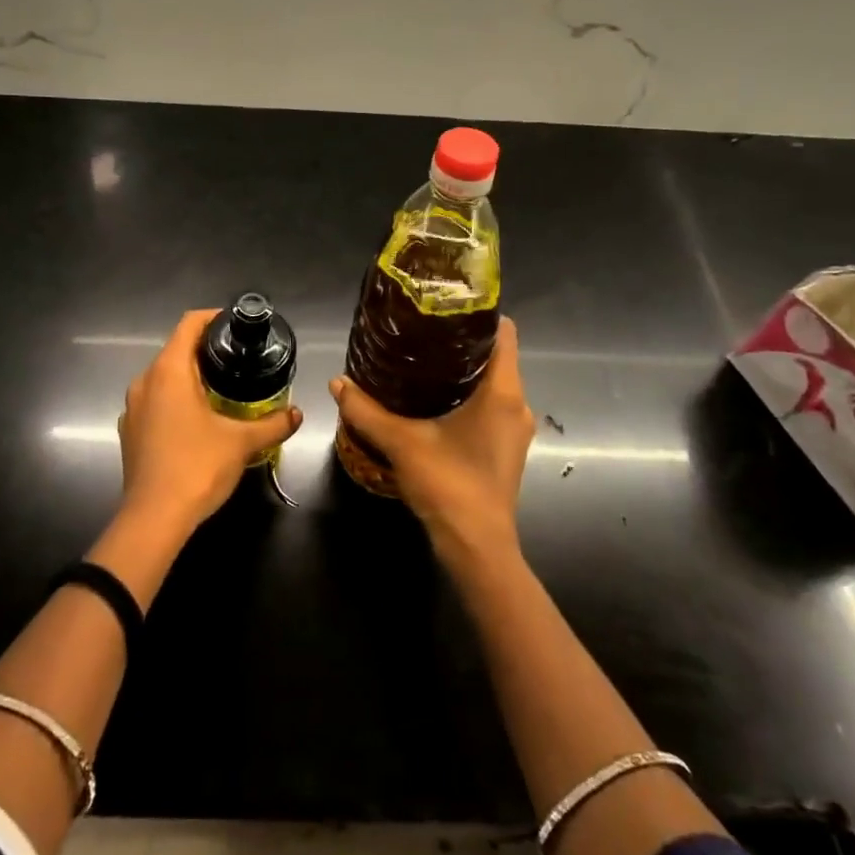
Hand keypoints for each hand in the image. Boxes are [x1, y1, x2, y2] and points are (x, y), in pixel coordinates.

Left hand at [119, 309, 301, 534]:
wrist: (153, 519)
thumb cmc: (196, 467)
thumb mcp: (241, 443)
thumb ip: (273, 424)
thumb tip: (298, 414)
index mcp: (168, 371)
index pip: (189, 324)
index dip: (213, 318)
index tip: (237, 326)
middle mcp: (145, 381)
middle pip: (176, 350)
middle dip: (206, 350)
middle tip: (239, 360)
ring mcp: (133, 407)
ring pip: (164, 377)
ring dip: (190, 377)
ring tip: (223, 388)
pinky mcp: (129, 430)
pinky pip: (155, 401)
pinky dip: (176, 400)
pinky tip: (198, 420)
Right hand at [330, 317, 533, 566]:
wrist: (478, 549)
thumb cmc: (450, 485)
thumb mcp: (402, 442)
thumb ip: (366, 411)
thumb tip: (336, 382)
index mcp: (503, 392)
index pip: (503, 333)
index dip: (477, 314)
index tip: (444, 305)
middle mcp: (517, 404)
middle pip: (494, 356)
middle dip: (459, 342)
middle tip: (420, 331)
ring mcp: (514, 428)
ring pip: (491, 383)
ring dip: (461, 371)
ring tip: (420, 360)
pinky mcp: (505, 447)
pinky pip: (490, 405)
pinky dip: (466, 395)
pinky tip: (431, 399)